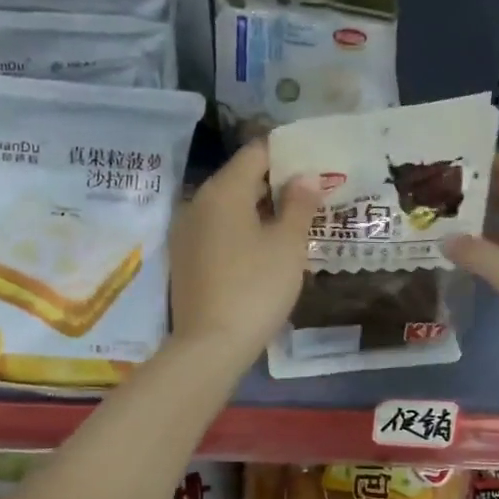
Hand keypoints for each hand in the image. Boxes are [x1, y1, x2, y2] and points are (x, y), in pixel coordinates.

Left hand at [168, 139, 322, 364]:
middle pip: (240, 178)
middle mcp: (197, 202)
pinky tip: (264, 249)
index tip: (314, 164)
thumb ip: (299, 204)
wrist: (210, 345)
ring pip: (228, 206)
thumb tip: (305, 176)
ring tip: (293, 222)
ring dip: (259, 209)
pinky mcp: (184, 258)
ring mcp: (186, 232)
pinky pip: (217, 230)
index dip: (287, 154)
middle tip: (311, 195)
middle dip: (275, 183)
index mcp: (223, 190)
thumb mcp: (288, 245)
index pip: (256, 153)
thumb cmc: (256, 288)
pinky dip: (241, 230)